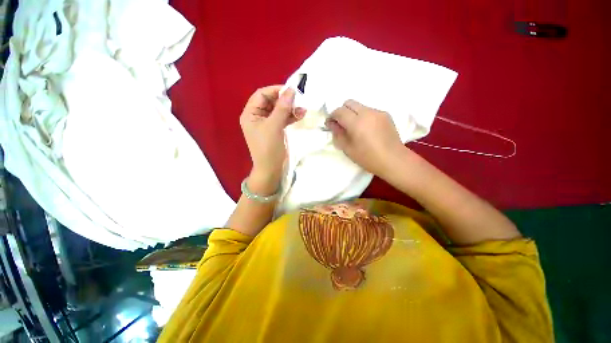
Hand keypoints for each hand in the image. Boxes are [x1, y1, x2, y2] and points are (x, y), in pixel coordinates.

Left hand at [240, 86, 304, 193]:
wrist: (271, 169)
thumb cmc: (268, 148)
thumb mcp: (274, 126)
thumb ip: (282, 108)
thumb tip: (291, 90)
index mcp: (250, 114)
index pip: (261, 95)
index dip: (275, 91)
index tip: (291, 91)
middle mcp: (257, 117)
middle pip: (271, 102)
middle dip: (285, 101)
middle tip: (298, 100)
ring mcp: (267, 124)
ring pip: (279, 110)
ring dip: (290, 109)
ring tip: (302, 109)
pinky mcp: (275, 130)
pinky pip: (283, 119)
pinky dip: (291, 117)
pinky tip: (300, 115)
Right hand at [326, 100, 407, 177]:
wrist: (394, 160)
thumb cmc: (368, 158)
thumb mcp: (348, 149)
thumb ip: (338, 134)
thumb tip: (332, 124)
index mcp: (357, 122)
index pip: (339, 111)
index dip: (332, 116)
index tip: (330, 124)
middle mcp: (367, 112)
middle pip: (349, 103)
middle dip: (342, 111)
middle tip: (341, 125)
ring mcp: (378, 112)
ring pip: (360, 106)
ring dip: (353, 114)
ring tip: (355, 128)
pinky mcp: (385, 115)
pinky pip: (369, 111)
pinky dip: (363, 116)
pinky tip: (366, 129)